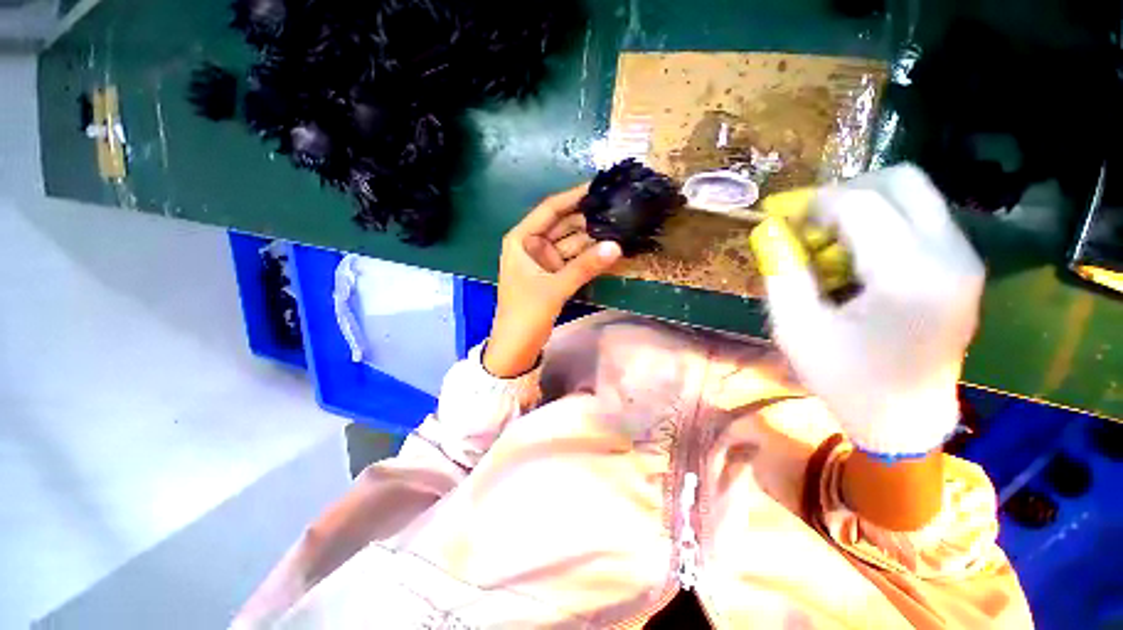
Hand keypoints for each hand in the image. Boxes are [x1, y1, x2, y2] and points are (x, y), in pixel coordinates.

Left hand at [484, 185, 622, 376]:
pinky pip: (574, 260)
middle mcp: (532, 245)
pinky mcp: (553, 275)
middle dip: (588, 219)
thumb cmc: (525, 314)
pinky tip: (609, 249)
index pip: (550, 209)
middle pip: (564, 225)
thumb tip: (617, 246)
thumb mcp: (555, 288)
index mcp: (521, 239)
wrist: (516, 347)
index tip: (599, 187)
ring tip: (620, 225)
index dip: (574, 197)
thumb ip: (585, 267)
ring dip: (592, 239)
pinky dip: (588, 257)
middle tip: (618, 208)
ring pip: (571, 243)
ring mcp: (544, 261)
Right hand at [750, 165, 983, 458]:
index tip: (779, 215)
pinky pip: (921, 217)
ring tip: (830, 244)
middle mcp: (951, 256)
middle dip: (845, 191)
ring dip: (863, 206)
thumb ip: (781, 272)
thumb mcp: (796, 328)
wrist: (907, 417)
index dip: (811, 201)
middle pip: (901, 181)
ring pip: (914, 194)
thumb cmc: (846, 378)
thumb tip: (769, 227)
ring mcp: (965, 259)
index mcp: (910, 277)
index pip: (860, 204)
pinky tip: (857, 257)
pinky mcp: (963, 266)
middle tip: (809, 223)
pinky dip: (882, 222)